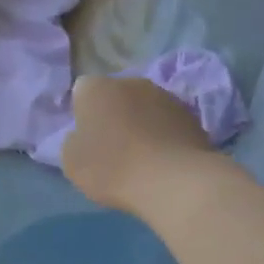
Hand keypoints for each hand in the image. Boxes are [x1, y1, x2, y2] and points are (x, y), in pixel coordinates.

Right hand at [60, 75, 210, 214]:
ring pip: (145, 108)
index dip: (82, 114)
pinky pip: (168, 124)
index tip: (86, 139)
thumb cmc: (112, 168)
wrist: (174, 181)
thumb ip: (74, 140)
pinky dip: (164, 137)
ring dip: (141, 125)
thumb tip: (84, 134)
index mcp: (96, 88)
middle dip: (113, 115)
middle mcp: (131, 82)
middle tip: (112, 148)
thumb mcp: (72, 161)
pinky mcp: (192, 116)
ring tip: (141, 158)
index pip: (82, 92)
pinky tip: (163, 163)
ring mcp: (165, 96)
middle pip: (116, 96)